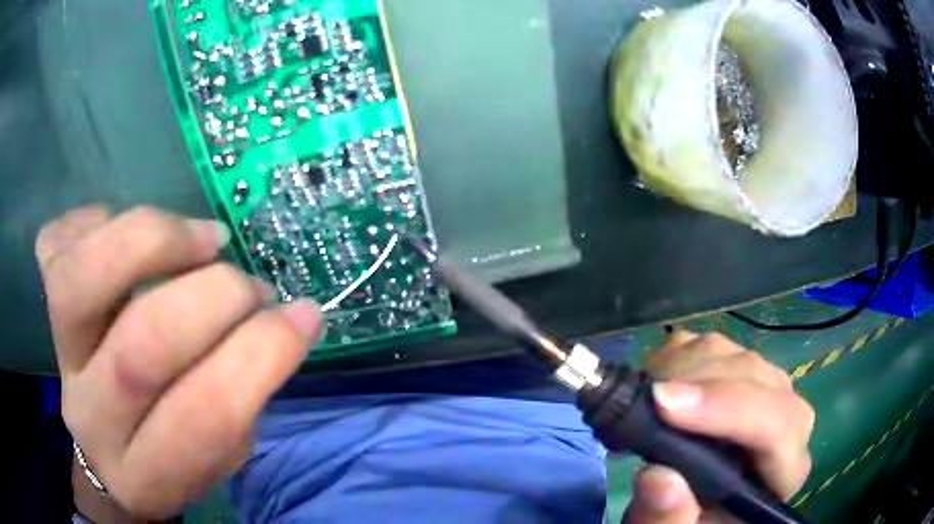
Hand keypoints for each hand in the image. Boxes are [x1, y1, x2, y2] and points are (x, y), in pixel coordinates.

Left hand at [36, 206, 322, 517]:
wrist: (104, 453)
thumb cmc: (170, 460)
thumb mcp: (220, 457)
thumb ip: (241, 397)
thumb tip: (283, 319)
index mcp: (147, 475)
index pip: (204, 418)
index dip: (260, 356)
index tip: (304, 314)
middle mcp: (92, 418)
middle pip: (139, 347)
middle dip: (215, 298)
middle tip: (252, 285)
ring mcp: (58, 358)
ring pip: (80, 281)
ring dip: (155, 241)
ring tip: (204, 238)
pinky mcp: (43, 307)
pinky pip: (57, 243)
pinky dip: (99, 219)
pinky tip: (129, 232)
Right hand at [623, 331, 814, 523]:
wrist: (697, 507)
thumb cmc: (693, 522)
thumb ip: (668, 520)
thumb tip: (657, 477)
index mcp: (784, 471)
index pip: (778, 427)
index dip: (727, 410)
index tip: (664, 404)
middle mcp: (786, 421)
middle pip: (756, 379)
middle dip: (695, 384)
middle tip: (640, 401)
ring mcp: (765, 389)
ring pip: (732, 353)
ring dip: (680, 368)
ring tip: (640, 401)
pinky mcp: (739, 372)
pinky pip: (710, 344)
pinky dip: (674, 357)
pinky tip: (652, 387)